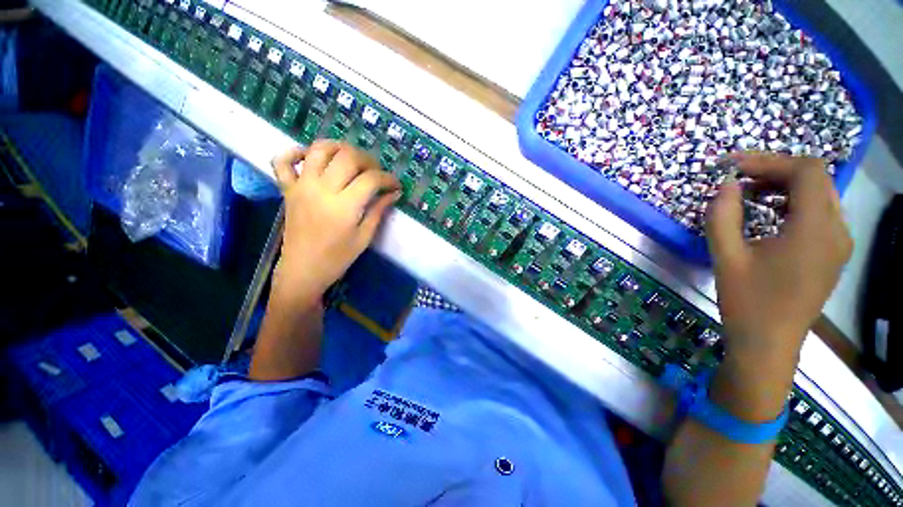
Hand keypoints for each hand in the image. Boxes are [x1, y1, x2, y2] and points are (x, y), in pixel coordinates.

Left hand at [271, 141, 400, 308]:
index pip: (371, 179)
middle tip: (376, 173)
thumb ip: (378, 211)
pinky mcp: (287, 190)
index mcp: (344, 206)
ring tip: (351, 157)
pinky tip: (310, 157)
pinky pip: (282, 161)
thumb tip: (394, 193)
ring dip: (338, 147)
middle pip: (348, 157)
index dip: (388, 179)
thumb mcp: (364, 237)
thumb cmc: (337, 258)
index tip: (396, 185)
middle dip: (368, 160)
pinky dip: (295, 152)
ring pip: (319, 150)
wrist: (303, 271)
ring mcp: (301, 186)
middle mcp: (322, 189)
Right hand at [706, 153, 852, 372]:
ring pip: (820, 194)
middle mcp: (837, 230)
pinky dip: (794, 203)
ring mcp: (839, 242)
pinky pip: (820, 212)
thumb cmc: (746, 302)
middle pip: (816, 178)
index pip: (806, 171)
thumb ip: (722, 216)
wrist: (768, 343)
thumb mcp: (725, 257)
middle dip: (775, 170)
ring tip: (750, 193)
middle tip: (738, 177)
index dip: (769, 160)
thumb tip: (724, 185)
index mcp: (814, 230)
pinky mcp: (834, 253)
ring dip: (785, 185)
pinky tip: (770, 213)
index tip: (733, 166)